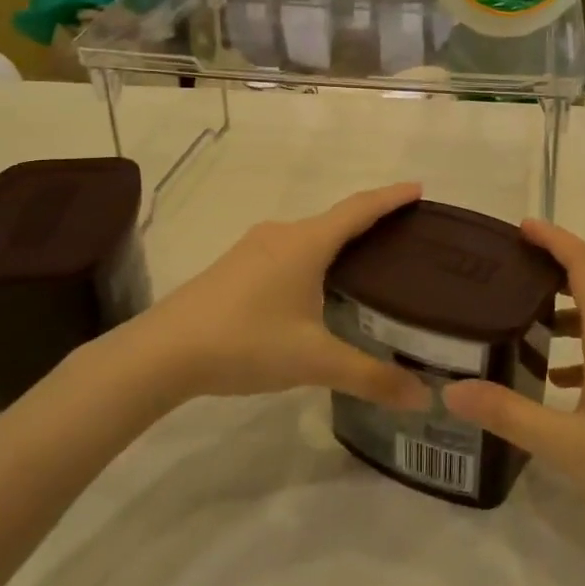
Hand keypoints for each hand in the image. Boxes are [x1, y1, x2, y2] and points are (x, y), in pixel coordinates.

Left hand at [102, 183, 430, 418]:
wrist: (161, 352)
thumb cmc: (246, 342)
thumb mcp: (314, 361)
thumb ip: (370, 377)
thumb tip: (423, 398)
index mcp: (306, 243)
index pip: (359, 209)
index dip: (392, 197)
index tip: (419, 188)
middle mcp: (282, 235)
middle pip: (335, 219)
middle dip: (370, 222)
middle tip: (404, 237)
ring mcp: (253, 249)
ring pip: (309, 237)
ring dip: (339, 242)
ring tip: (367, 263)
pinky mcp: (235, 268)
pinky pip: (288, 252)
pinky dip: (314, 258)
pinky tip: (316, 288)